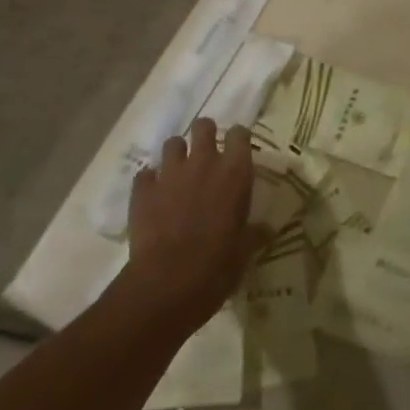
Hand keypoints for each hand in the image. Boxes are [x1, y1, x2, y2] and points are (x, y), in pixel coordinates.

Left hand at [123, 118, 264, 331]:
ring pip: (172, 143)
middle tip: (206, 155)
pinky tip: (153, 196)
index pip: (239, 134)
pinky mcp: (142, 189)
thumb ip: (254, 233)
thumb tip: (267, 229)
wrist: (167, 283)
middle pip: (203, 126)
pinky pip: (145, 174)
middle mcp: (203, 162)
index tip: (237, 150)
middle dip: (204, 134)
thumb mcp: (244, 251)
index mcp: (234, 172)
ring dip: (177, 155)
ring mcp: (170, 173)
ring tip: (179, 174)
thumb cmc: (217, 266)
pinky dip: (150, 181)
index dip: (238, 139)